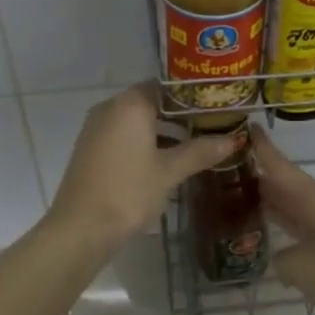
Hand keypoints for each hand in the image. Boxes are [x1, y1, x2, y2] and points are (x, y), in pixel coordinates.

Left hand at [48, 82, 236, 251]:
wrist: (81, 228)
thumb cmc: (128, 192)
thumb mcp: (169, 172)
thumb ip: (200, 152)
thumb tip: (233, 139)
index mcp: (130, 104)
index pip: (166, 86)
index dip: (192, 95)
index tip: (216, 106)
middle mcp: (110, 108)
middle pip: (151, 102)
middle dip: (180, 114)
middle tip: (212, 126)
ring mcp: (96, 128)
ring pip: (136, 120)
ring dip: (163, 130)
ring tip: (195, 144)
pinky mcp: (90, 149)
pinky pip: (123, 135)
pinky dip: (145, 141)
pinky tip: (166, 160)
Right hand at [250, 127, 314, 314]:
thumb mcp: (301, 268)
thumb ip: (281, 259)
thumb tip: (279, 257)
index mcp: (313, 201)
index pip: (281, 168)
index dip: (263, 148)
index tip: (246, 126)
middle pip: (287, 186)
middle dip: (259, 177)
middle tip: (227, 170)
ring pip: (295, 210)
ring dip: (272, 204)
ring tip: (239, 200)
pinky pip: (304, 233)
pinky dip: (286, 231)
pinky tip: (272, 241)